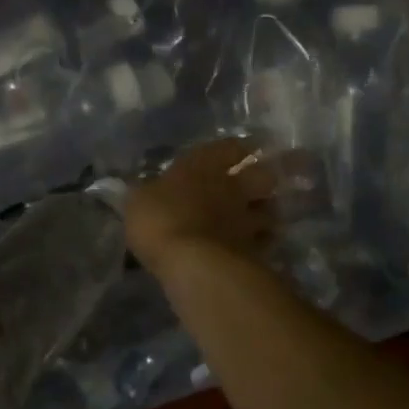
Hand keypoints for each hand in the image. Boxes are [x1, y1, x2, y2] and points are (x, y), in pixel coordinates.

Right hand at [125, 138, 276, 278]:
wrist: (192, 262)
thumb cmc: (160, 219)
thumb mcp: (138, 200)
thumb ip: (146, 192)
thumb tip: (146, 188)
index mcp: (203, 165)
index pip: (230, 147)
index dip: (236, 148)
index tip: (241, 150)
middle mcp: (232, 186)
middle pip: (262, 176)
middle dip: (263, 178)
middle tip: (258, 184)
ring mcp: (247, 218)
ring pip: (270, 210)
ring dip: (267, 212)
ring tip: (260, 219)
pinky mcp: (254, 249)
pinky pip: (265, 243)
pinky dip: (262, 244)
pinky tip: (253, 248)